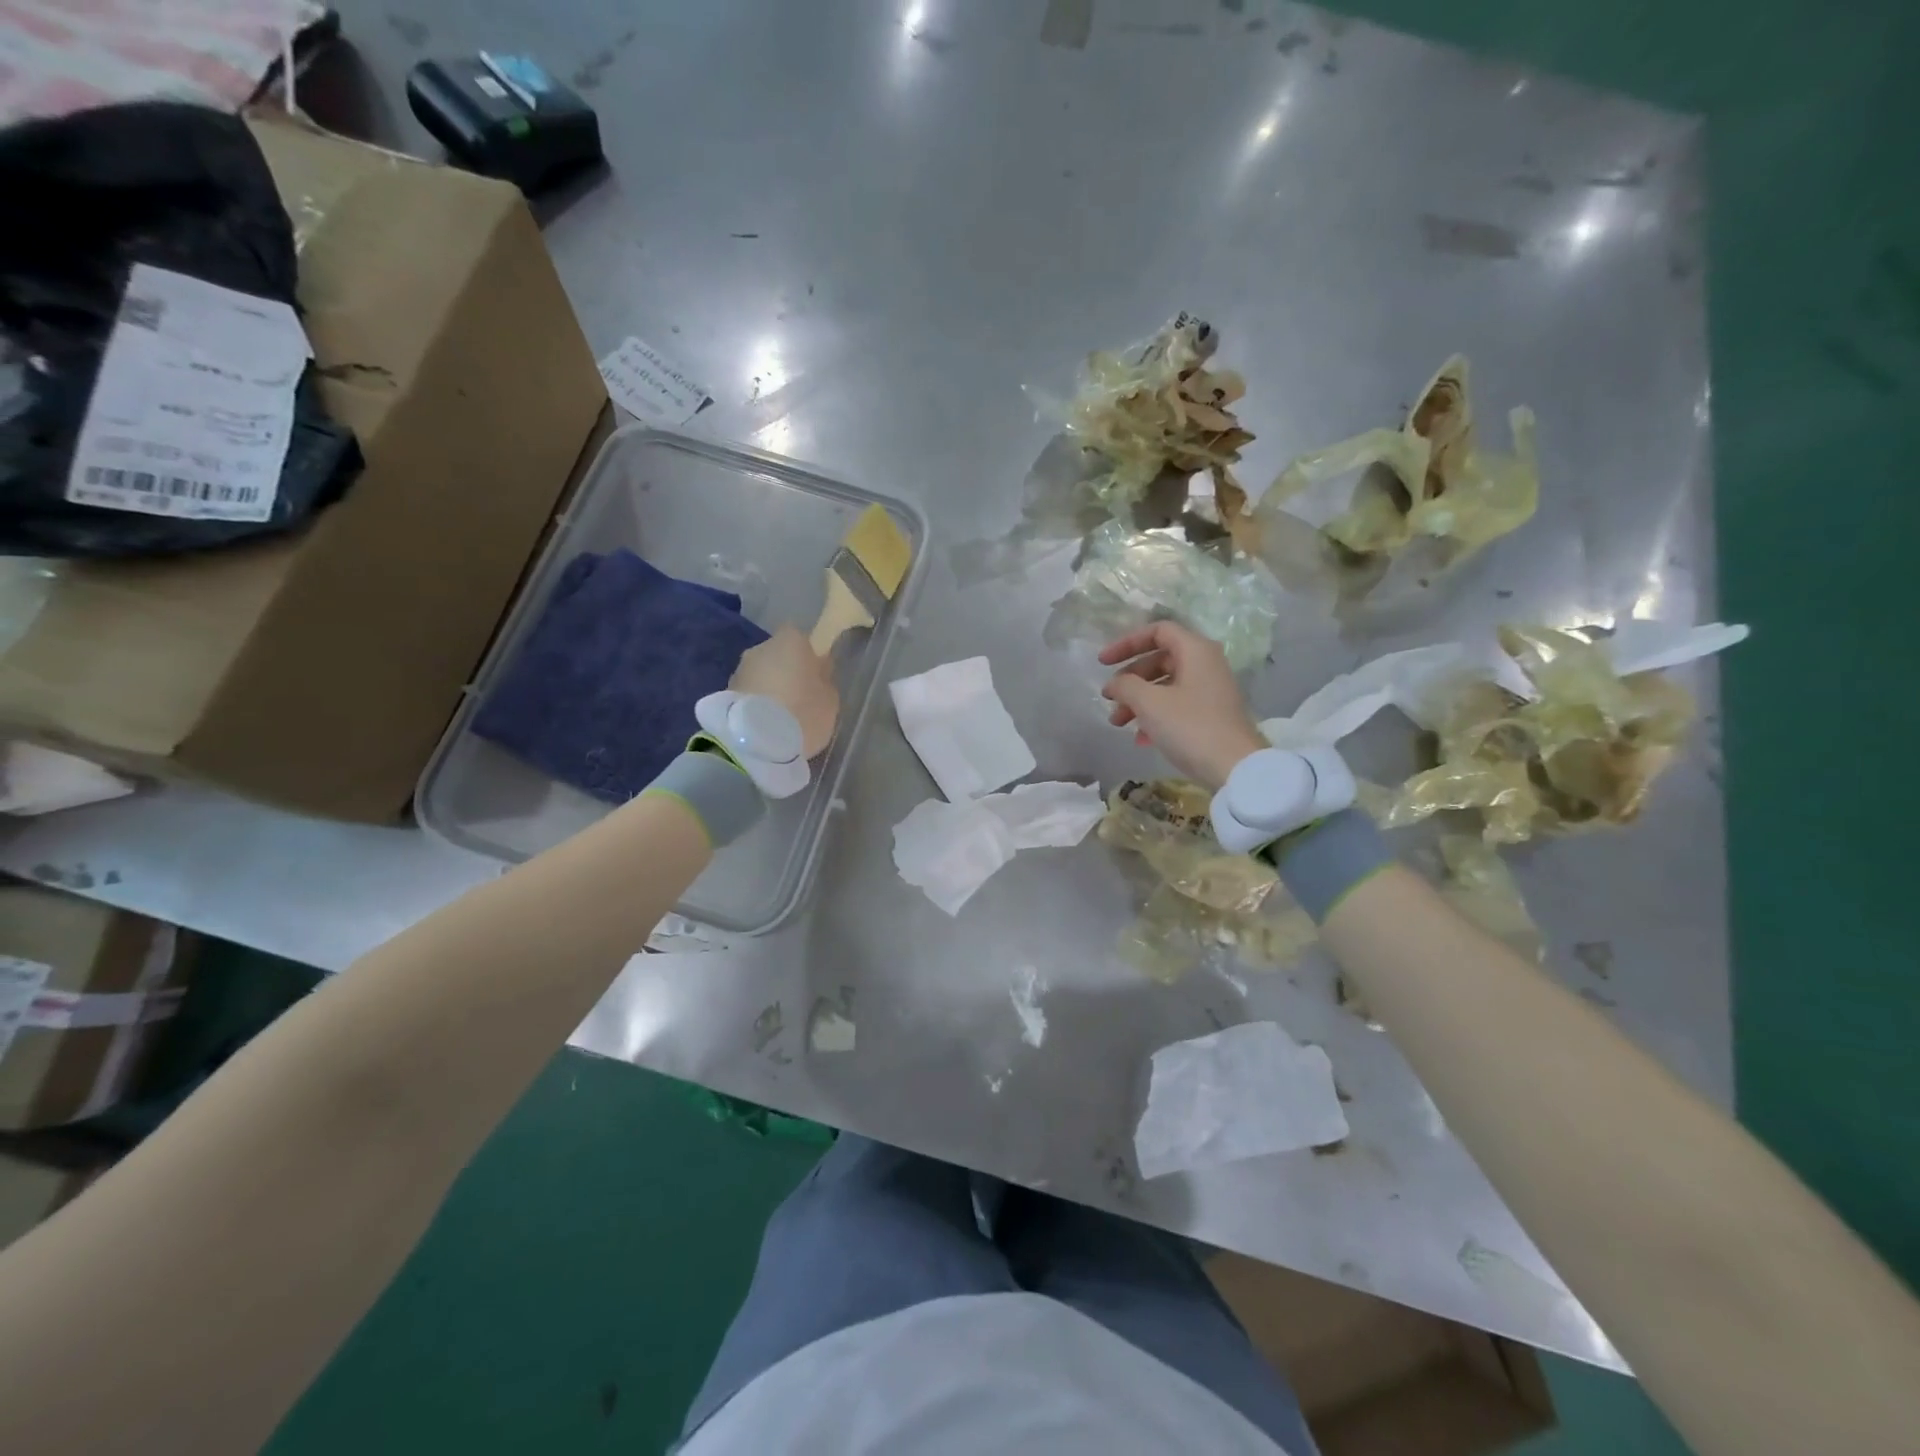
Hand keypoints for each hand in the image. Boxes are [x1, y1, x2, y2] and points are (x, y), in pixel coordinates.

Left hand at [733, 625, 838, 757]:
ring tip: (780, 717)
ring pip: (760, 675)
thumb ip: (824, 680)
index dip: (807, 656)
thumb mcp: (830, 699)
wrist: (757, 742)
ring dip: (768, 690)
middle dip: (785, 672)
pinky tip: (764, 725)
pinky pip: (748, 694)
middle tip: (798, 699)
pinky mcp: (724, 694)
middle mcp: (760, 648)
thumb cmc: (803, 712)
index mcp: (790, 641)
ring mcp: (739, 670)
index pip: (799, 638)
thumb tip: (817, 672)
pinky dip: (755, 704)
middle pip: (776, 656)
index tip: (814, 676)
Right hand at [1099, 622, 1266, 789]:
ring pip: (1166, 686)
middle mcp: (1206, 664)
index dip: (1126, 643)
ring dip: (1138, 701)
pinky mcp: (1211, 715)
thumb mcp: (1150, 703)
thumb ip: (1125, 685)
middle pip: (1159, 660)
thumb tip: (1114, 683)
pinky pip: (1176, 705)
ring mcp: (1210, 691)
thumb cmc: (1190, 727)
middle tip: (1109, 698)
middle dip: (1130, 679)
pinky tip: (1140, 739)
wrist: (1235, 768)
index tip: (1103, 663)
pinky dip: (1155, 716)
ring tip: (1118, 722)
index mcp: (1195, 650)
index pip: (1157, 631)